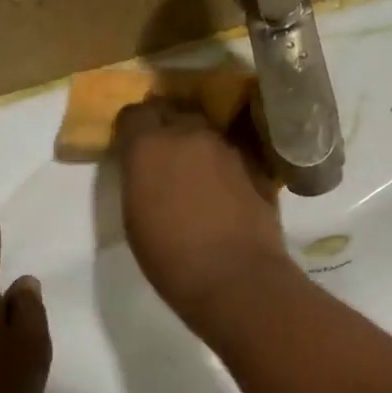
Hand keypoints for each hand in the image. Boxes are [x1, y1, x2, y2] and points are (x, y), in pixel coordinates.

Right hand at [113, 99, 291, 326]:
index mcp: (148, 145)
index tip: (133, 149)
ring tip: (199, 176)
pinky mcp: (258, 165)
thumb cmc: (171, 259)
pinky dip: (226, 165)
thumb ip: (139, 179)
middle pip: (175, 115)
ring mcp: (228, 147)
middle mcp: (189, 133)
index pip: (134, 114)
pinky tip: (227, 191)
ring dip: (199, 147)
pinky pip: (234, 154)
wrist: (236, 278)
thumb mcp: (135, 218)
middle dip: (168, 129)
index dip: (133, 130)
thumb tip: (147, 170)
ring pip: (207, 133)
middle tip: (166, 159)